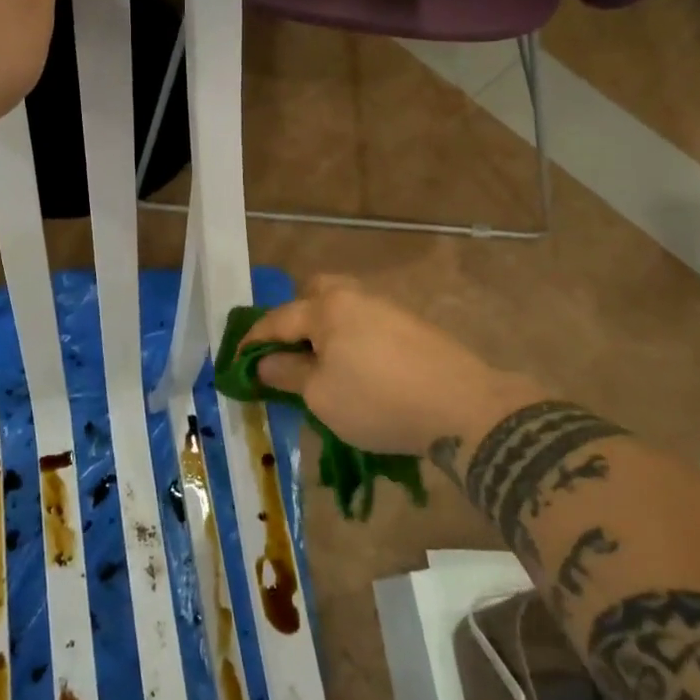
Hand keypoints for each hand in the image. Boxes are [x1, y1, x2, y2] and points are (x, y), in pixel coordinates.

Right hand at [247, 276, 547, 456]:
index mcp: (327, 308)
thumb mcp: (321, 395)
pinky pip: (368, 325)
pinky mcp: (414, 328)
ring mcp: (389, 309)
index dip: (253, 341)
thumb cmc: (378, 400)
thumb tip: (265, 363)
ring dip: (327, 330)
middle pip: (316, 292)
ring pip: (345, 308)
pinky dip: (353, 341)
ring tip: (323, 366)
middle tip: (289, 351)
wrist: (463, 406)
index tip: (236, 361)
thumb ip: (288, 374)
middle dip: (296, 317)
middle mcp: (356, 297)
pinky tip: (360, 370)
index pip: (277, 319)